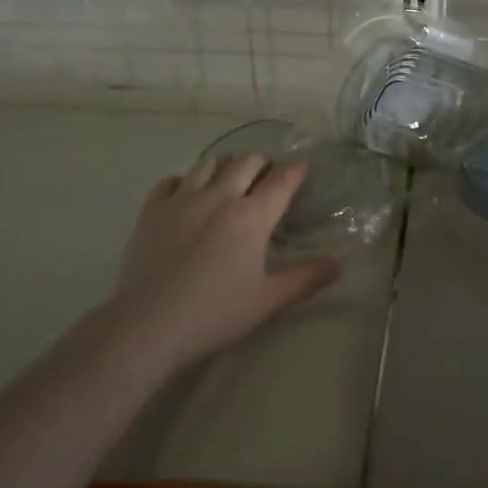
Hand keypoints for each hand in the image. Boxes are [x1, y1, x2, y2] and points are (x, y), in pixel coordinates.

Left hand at [110, 153, 341, 372]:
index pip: (282, 180)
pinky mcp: (152, 210)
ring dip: (226, 166)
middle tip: (267, 177)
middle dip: (262, 163)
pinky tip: (187, 195)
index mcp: (252, 216)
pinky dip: (185, 181)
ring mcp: (183, 199)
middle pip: (247, 161)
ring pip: (209, 163)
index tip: (302, 167)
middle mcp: (220, 196)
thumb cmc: (215, 314)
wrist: (147, 326)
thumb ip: (306, 279)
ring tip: (230, 179)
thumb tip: (340, 264)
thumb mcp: (268, 302)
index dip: (296, 170)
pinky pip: (171, 180)